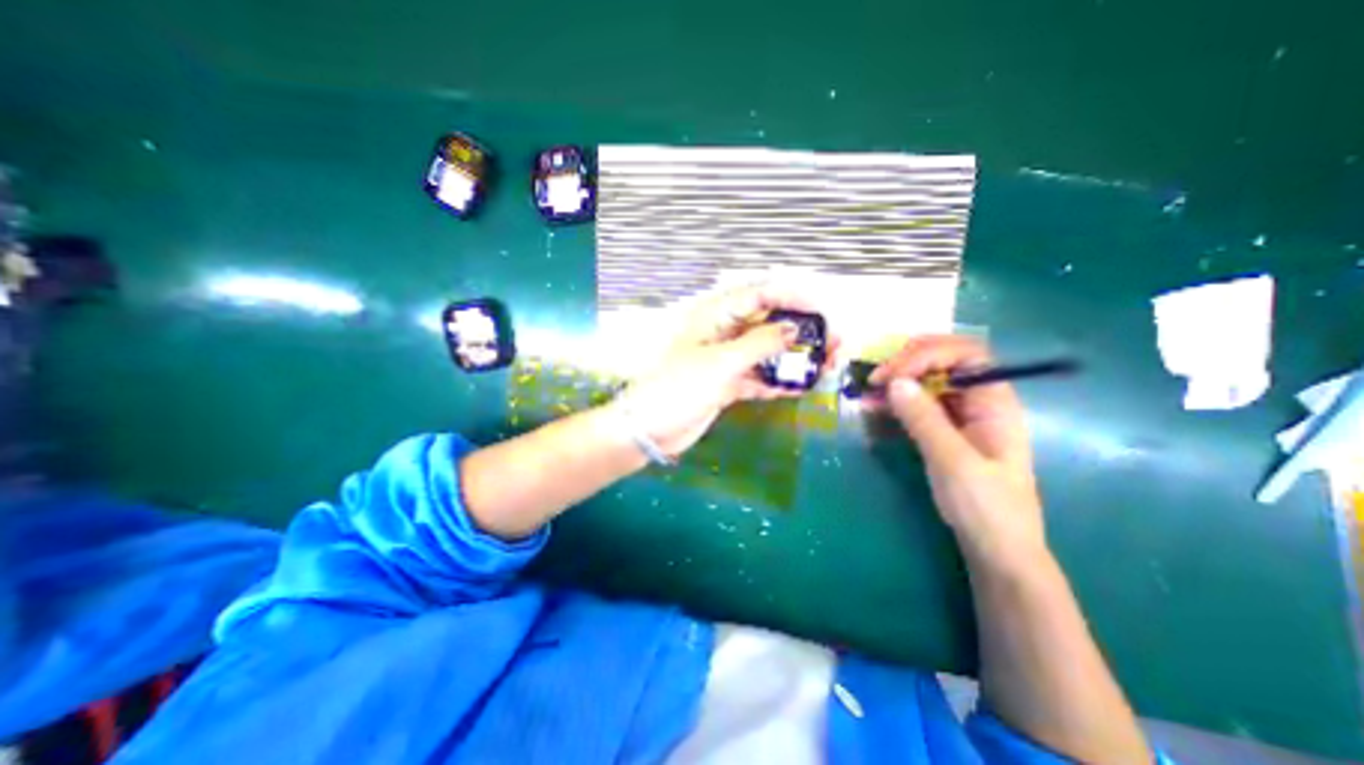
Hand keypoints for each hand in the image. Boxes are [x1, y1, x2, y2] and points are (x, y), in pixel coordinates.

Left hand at [621, 284, 837, 456]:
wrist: (651, 429)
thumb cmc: (679, 388)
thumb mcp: (721, 362)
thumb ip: (760, 344)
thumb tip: (795, 329)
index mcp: (717, 316)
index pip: (761, 294)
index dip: (793, 296)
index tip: (824, 309)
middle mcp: (725, 333)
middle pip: (771, 323)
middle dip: (804, 331)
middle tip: (836, 343)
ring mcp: (728, 359)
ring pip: (770, 352)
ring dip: (798, 358)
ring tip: (830, 365)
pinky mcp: (730, 383)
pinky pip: (761, 377)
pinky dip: (780, 381)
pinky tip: (803, 387)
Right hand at [867, 334, 1047, 566]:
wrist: (995, 548)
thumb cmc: (985, 506)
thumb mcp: (953, 461)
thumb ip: (924, 419)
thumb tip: (895, 382)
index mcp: (995, 402)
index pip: (965, 354)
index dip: (928, 355)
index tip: (893, 374)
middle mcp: (979, 401)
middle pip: (945, 361)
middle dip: (909, 362)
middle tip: (878, 378)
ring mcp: (961, 415)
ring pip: (928, 381)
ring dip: (898, 380)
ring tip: (868, 391)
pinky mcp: (944, 429)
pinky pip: (918, 404)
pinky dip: (896, 401)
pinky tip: (875, 407)